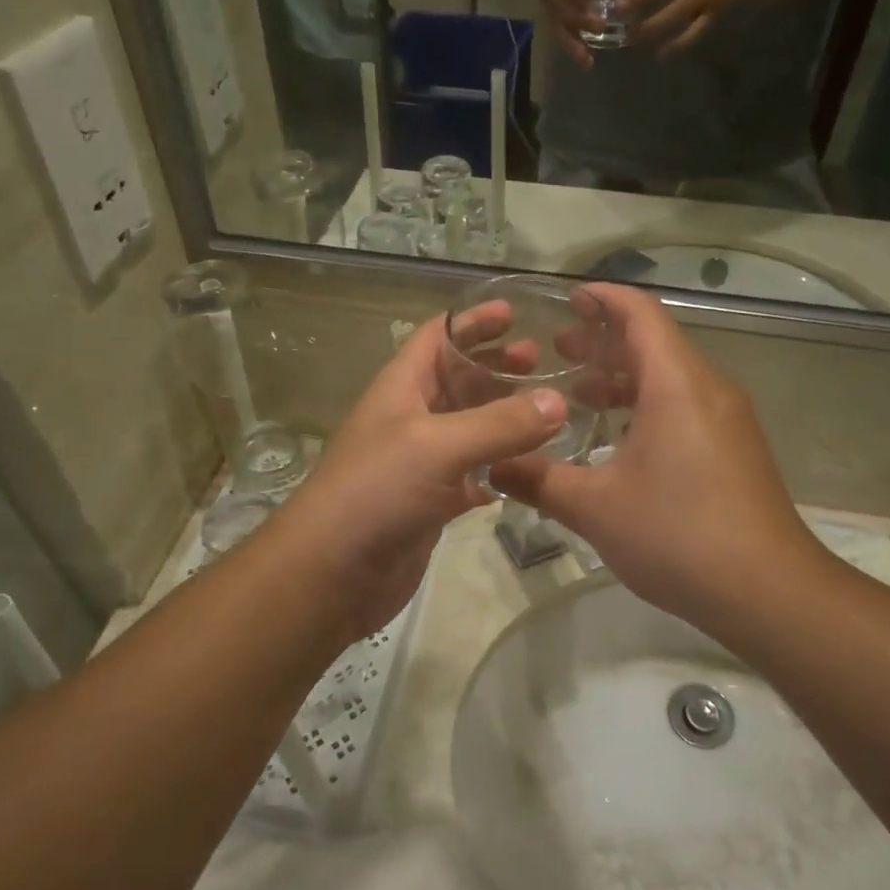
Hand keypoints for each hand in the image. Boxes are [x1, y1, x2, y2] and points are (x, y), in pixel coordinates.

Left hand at [271, 313, 565, 640]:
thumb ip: (499, 424)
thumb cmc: (375, 492)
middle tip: (543, 363)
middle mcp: (411, 418)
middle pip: (458, 380)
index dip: (471, 321)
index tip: (514, 314)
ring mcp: (421, 462)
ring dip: (503, 417)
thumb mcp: (437, 446)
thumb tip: (558, 401)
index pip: (437, 337)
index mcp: (402, 388)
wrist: (331, 574)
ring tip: (548, 411)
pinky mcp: (432, 502)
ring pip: (469, 428)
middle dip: (496, 367)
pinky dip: (499, 468)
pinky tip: (529, 469)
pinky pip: (472, 474)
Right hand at [490, 286, 820, 635]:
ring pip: (671, 377)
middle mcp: (708, 389)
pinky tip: (618, 439)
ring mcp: (728, 419)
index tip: (566, 297)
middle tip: (558, 351)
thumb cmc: (677, 535)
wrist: (768, 591)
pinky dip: (648, 405)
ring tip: (579, 395)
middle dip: (605, 341)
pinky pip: (686, 406)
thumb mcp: (595, 508)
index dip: (602, 298)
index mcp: (677, 384)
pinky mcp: (736, 448)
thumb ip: (539, 480)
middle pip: (655, 343)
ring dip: (625, 378)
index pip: (639, 314)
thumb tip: (493, 467)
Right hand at [541, 0, 634, 66]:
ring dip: (573, 43)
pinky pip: (563, 34)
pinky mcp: (556, 17)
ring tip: (587, 60)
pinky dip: (574, 49)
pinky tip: (588, 64)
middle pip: (560, 7)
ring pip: (559, 26)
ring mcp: (551, 4)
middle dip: (578, 18)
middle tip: (599, 25)